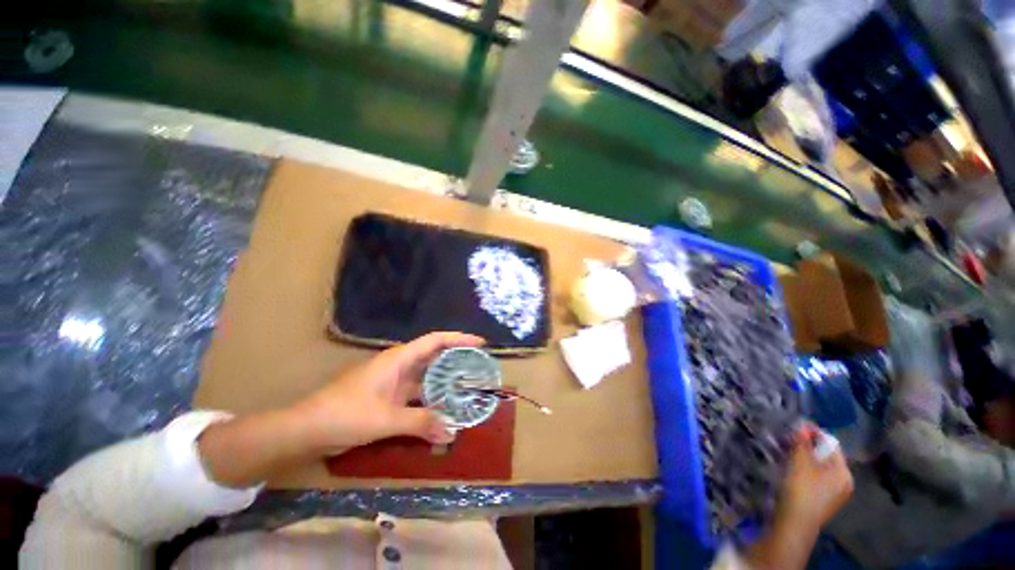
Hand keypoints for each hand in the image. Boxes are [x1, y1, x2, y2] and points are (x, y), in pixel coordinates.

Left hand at [292, 332, 484, 453]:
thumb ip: (420, 424)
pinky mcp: (388, 398)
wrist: (306, 429)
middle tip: (479, 367)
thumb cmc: (344, 414)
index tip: (480, 343)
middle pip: (434, 356)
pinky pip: (417, 396)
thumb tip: (453, 431)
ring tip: (467, 389)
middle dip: (457, 359)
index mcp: (399, 359)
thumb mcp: (385, 419)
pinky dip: (431, 402)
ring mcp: (393, 383)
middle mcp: (399, 366)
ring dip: (445, 383)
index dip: (458, 338)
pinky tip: (442, 412)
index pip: (435, 340)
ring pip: (426, 378)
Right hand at [778, 422, 853, 528]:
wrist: (795, 523)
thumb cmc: (801, 489)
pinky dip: (805, 470)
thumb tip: (803, 425)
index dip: (814, 433)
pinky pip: (816, 479)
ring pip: (820, 468)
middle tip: (789, 439)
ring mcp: (834, 494)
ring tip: (787, 452)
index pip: (831, 445)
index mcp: (844, 472)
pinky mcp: (823, 501)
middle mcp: (844, 483)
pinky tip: (791, 470)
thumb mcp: (799, 462)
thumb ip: (802, 442)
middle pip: (826, 457)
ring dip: (805, 458)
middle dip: (808, 447)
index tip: (796, 426)